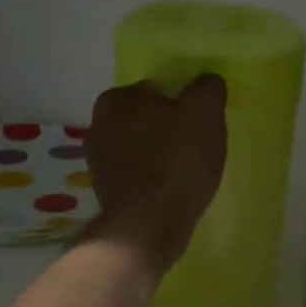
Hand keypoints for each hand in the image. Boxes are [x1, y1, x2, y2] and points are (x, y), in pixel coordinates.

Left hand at [83, 74, 227, 278]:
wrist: (150, 223)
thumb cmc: (178, 159)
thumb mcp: (204, 111)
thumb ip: (207, 88)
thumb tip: (207, 83)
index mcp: (116, 99)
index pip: (155, 90)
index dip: (179, 103)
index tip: (197, 121)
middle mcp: (98, 125)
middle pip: (145, 119)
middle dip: (166, 129)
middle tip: (195, 145)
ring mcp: (98, 162)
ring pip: (139, 148)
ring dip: (158, 155)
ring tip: (187, 171)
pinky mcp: (105, 192)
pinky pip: (136, 175)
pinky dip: (152, 179)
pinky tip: (172, 190)